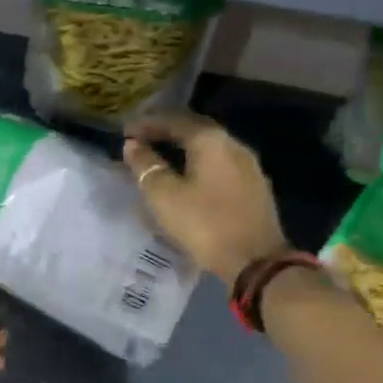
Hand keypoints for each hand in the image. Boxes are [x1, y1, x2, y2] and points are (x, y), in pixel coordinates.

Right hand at [124, 110, 287, 285]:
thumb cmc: (205, 224)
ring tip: (160, 158)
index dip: (147, 123)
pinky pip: (220, 165)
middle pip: (194, 129)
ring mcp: (248, 166)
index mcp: (211, 140)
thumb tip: (133, 145)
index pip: (174, 120)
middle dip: (166, 132)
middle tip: (142, 139)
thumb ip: (145, 166)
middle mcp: (233, 145)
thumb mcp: (164, 196)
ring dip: (183, 149)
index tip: (125, 131)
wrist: (256, 262)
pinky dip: (198, 164)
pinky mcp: (254, 187)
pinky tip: (187, 177)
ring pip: (209, 148)